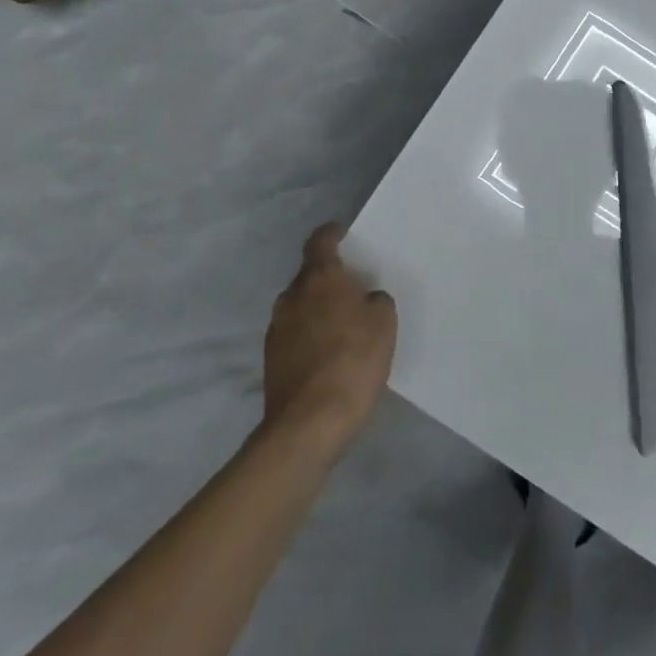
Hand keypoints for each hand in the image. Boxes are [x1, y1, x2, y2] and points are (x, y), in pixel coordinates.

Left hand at [261, 225, 396, 451]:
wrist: (310, 422)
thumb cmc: (353, 361)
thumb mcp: (384, 324)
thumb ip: (376, 301)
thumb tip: (366, 300)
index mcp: (320, 279)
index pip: (320, 242)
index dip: (332, 234)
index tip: (343, 234)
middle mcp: (292, 297)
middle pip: (310, 276)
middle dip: (329, 278)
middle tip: (354, 289)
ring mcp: (277, 328)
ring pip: (301, 306)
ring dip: (318, 309)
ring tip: (343, 325)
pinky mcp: (271, 358)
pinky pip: (295, 333)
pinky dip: (311, 335)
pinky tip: (330, 354)